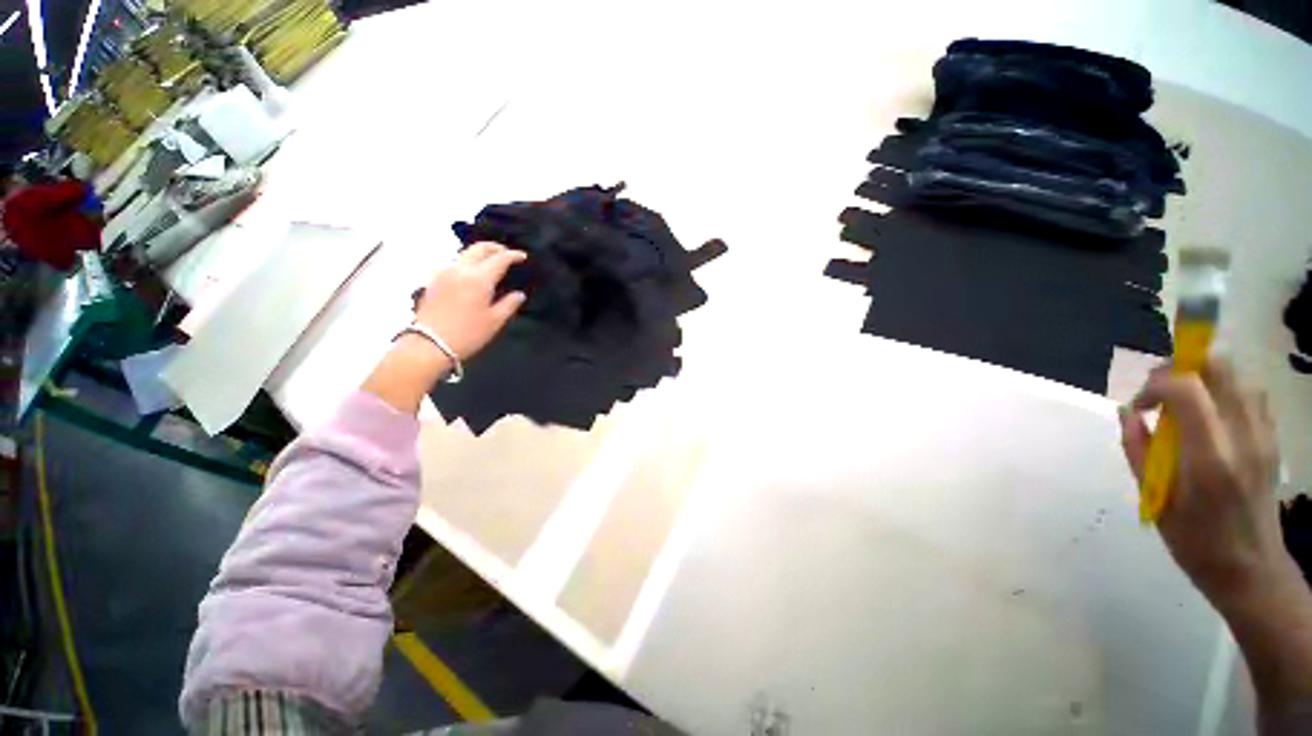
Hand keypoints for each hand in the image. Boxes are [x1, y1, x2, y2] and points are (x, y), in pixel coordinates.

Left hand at [416, 242, 527, 361]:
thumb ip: (509, 304)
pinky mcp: (434, 280)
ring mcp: (444, 272)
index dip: (513, 255)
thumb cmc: (467, 334)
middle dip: (495, 247)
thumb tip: (519, 294)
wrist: (429, 344)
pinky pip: (455, 264)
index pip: (499, 259)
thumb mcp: (494, 321)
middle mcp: (460, 269)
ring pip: (465, 254)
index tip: (523, 256)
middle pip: (479, 248)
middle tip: (507, 253)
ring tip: (491, 264)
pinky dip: (468, 263)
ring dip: (481, 254)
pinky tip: (473, 275)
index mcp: (479, 279)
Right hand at [1119, 356, 1290, 609]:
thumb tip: (1127, 412)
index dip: (1155, 383)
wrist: (1251, 569)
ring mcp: (1263, 435)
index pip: (1185, 388)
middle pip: (1219, 367)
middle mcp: (1241, 436)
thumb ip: (1138, 449)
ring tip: (1184, 402)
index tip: (1139, 404)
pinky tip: (1211, 415)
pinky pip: (1251, 395)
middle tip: (1160, 390)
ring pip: (1237, 376)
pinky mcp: (1271, 438)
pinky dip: (1226, 391)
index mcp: (1209, 455)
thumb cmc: (1195, 540)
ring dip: (1205, 377)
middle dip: (1182, 365)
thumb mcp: (1156, 498)